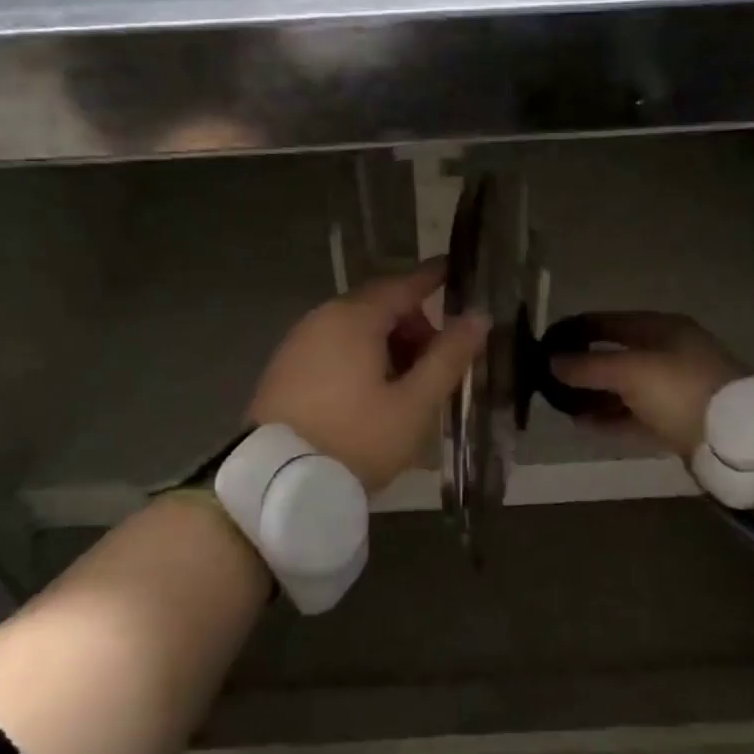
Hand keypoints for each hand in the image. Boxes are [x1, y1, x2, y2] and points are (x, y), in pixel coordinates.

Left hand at [248, 260, 490, 493]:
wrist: (275, 483)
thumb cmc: (355, 439)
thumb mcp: (414, 404)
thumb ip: (448, 357)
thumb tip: (478, 317)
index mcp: (355, 318)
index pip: (404, 284)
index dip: (433, 278)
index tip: (455, 270)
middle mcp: (322, 318)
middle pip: (379, 307)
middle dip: (414, 326)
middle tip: (437, 364)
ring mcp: (298, 342)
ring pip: (355, 330)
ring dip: (388, 346)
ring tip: (406, 389)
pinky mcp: (284, 368)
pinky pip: (332, 348)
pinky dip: (360, 358)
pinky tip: (370, 397)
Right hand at [548, 312, 748, 458]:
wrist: (736, 438)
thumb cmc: (680, 389)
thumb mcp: (630, 372)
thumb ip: (588, 367)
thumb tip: (551, 362)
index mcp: (663, 329)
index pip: (609, 322)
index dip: (577, 330)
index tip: (546, 342)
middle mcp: (669, 353)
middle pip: (616, 355)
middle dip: (583, 366)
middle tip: (550, 376)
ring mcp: (675, 388)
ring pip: (624, 388)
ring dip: (594, 395)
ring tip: (560, 404)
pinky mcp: (677, 421)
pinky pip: (634, 415)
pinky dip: (610, 418)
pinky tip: (583, 425)